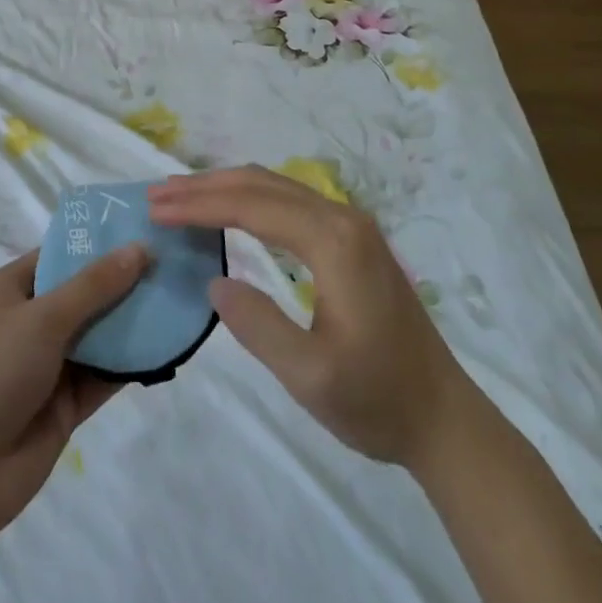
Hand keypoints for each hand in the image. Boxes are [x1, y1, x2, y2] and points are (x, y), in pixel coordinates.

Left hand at [0, 244, 148, 539]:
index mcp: (10, 290)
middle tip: (172, 264)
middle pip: (82, 294)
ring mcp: (47, 365)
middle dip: (121, 282)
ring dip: (130, 322)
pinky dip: (130, 363)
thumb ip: (94, 285)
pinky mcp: (65, 404)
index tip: (141, 231)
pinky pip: (103, 375)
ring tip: (177, 300)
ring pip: (96, 335)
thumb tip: (139, 248)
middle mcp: (29, 322)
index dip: (96, 244)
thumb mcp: (44, 317)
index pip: (58, 255)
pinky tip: (166, 348)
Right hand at [148, 167, 465, 473]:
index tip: (156, 209)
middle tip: (158, 196)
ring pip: (275, 186)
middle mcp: (342, 218)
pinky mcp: (352, 238)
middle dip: (205, 186)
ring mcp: (351, 225)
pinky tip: (229, 210)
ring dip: (225, 187)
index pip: (252, 205)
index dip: (199, 205)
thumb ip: (257, 325)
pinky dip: (250, 199)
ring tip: (181, 196)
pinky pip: (290, 201)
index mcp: (333, 242)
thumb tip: (214, 281)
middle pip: (261, 183)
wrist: (445, 418)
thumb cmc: (377, 400)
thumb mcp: (310, 376)